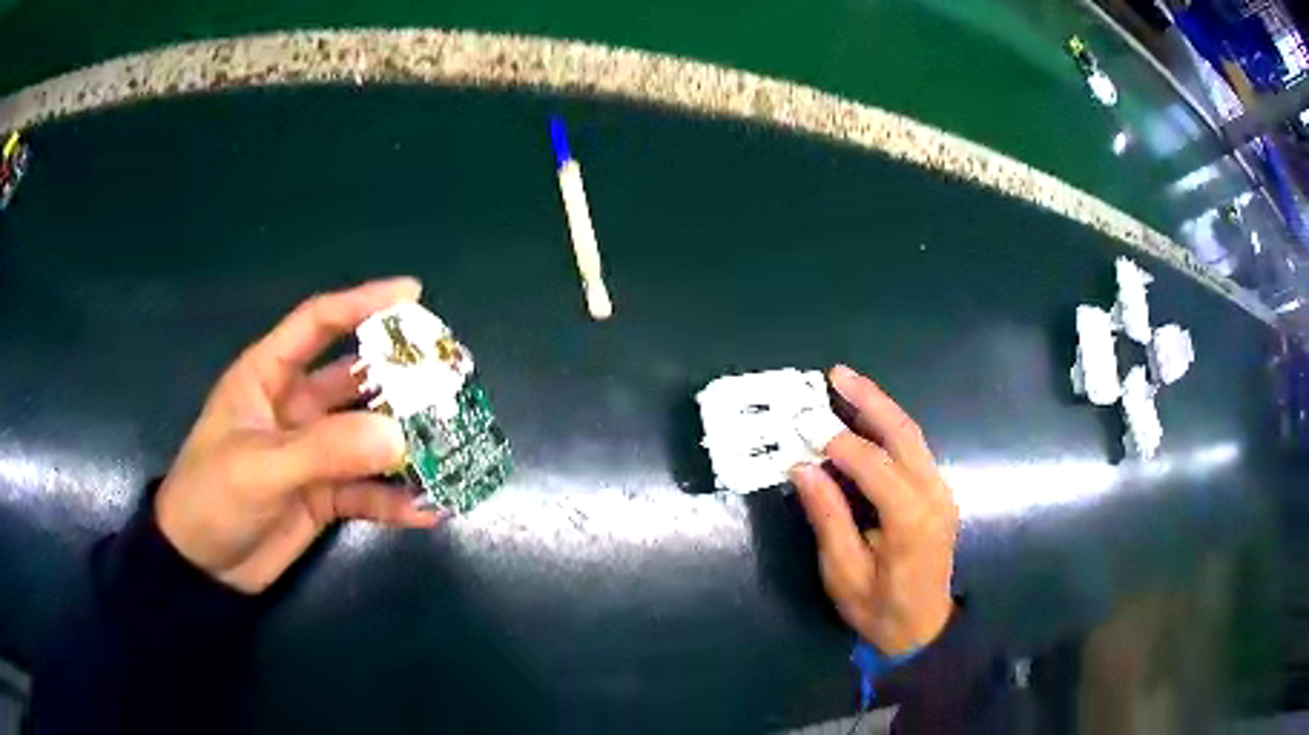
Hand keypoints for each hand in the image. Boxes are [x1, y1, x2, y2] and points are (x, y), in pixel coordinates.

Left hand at [155, 278, 443, 593]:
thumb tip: (398, 434)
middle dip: (398, 377)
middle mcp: (294, 407)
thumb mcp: (260, 468)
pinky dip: (395, 500)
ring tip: (451, 445)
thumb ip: (325, 450)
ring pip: (367, 437)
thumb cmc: (211, 497)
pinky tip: (428, 509)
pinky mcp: (322, 496)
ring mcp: (311, 453)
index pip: (317, 324)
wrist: (202, 568)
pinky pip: (366, 492)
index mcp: (267, 376)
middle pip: (353, 379)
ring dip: (404, 443)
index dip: (362, 303)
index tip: (413, 295)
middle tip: (449, 375)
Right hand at [790, 365, 957, 654]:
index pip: (874, 465)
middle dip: (869, 401)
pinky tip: (866, 418)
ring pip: (911, 436)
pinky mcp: (938, 492)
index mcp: (911, 520)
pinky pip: (914, 449)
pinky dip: (888, 428)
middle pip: (902, 434)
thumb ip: (828, 517)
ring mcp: (940, 491)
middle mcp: (933, 495)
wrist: (923, 628)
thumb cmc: (879, 609)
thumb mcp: (844, 572)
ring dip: (880, 407)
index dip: (839, 442)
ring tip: (847, 384)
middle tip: (835, 374)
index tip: (805, 425)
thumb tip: (803, 469)